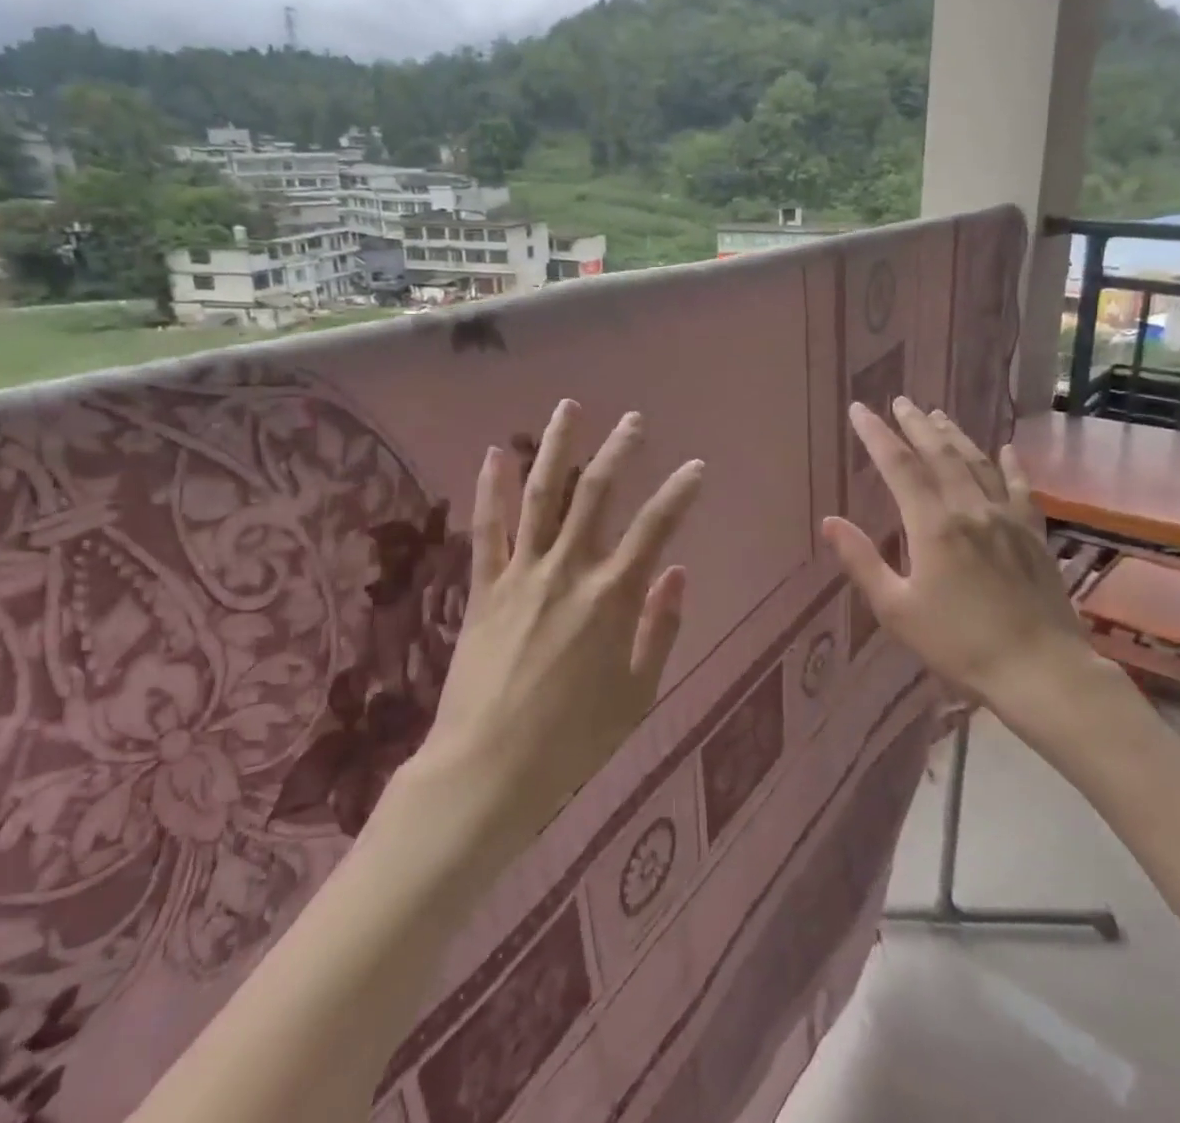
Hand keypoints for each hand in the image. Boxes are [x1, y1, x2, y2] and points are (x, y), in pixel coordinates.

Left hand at [418, 399, 704, 836]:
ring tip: (568, 409)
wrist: (487, 770)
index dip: (679, 493)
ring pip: (541, 496)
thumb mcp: (636, 693)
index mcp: (611, 597)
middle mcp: (568, 571)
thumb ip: (659, 628)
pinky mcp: (483, 587)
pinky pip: (487, 529)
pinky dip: (491, 489)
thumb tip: (676, 572)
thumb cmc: (573, 740)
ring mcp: (521, 574)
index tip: (696, 467)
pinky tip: (494, 454)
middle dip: (619, 451)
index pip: (655, 528)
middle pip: (596, 494)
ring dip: (556, 448)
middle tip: (634, 420)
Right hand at [822, 397, 1105, 713]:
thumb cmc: (958, 644)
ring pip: (977, 463)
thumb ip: (862, 561)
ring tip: (938, 415)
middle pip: (940, 454)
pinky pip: (1021, 488)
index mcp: (933, 526)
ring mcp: (1007, 518)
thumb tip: (829, 521)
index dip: (876, 435)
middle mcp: (970, 509)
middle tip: (900, 401)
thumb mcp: (897, 610)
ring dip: (955, 436)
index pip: (899, 467)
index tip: (859, 410)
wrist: (1039, 670)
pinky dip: (1011, 465)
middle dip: (916, 425)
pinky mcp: (1033, 534)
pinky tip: (1007, 449)